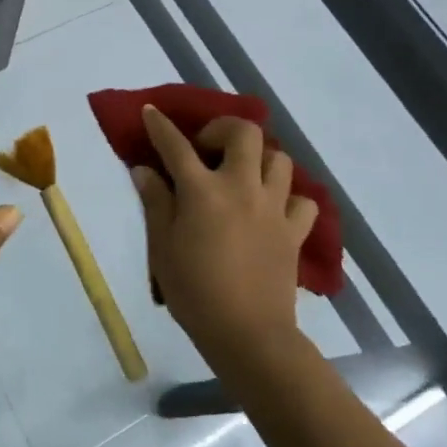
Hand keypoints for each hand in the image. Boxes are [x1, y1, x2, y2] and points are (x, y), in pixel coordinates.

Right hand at [133, 107, 318, 372]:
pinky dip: (288, 197)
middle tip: (207, 148)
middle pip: (244, 133)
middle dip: (223, 129)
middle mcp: (241, 187)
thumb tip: (144, 170)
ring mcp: (273, 208)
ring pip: (278, 159)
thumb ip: (155, 202)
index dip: (160, 126)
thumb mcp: (162, 247)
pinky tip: (271, 209)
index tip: (151, 112)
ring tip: (241, 175)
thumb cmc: (194, 291)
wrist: (248, 334)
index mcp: (202, 191)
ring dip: (258, 159)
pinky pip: (301, 201)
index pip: (176, 145)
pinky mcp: (294, 231)